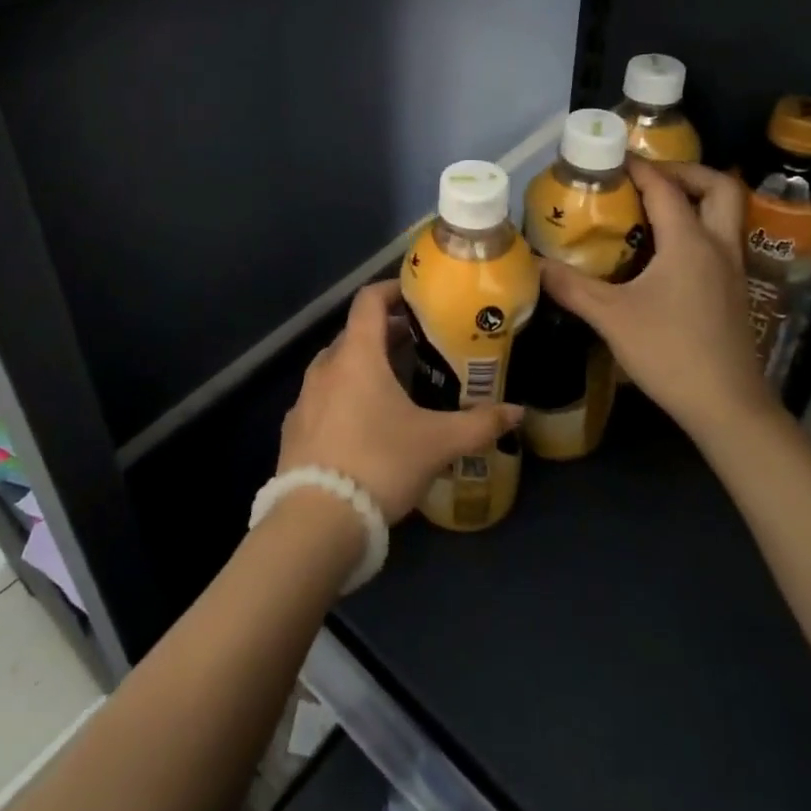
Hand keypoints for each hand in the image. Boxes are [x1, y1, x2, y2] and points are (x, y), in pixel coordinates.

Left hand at [279, 280, 523, 521]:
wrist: (316, 520)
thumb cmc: (380, 463)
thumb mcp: (437, 444)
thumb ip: (479, 425)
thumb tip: (517, 412)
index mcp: (356, 355)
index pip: (369, 301)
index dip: (392, 290)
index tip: (415, 296)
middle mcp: (325, 367)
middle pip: (355, 334)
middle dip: (385, 333)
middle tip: (418, 344)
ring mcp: (304, 398)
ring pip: (337, 366)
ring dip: (363, 365)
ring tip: (395, 384)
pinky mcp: (294, 429)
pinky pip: (322, 398)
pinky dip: (344, 396)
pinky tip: (363, 424)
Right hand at [541, 159, 775, 440]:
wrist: (726, 406)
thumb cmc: (669, 352)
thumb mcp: (610, 317)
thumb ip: (571, 286)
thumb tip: (533, 262)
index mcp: (689, 242)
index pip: (665, 187)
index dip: (637, 166)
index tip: (609, 158)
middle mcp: (718, 246)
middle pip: (718, 186)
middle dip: (684, 171)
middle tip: (647, 179)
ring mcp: (732, 269)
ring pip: (724, 214)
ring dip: (694, 199)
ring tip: (651, 209)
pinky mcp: (734, 291)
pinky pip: (719, 239)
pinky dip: (696, 228)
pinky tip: (663, 252)